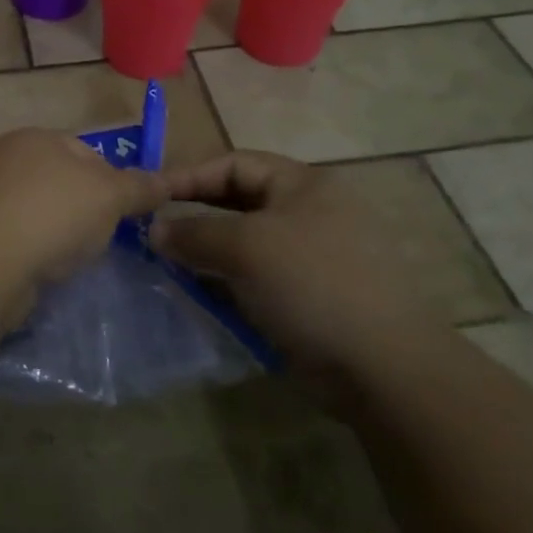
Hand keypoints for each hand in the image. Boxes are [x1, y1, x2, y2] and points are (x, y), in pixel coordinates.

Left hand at [0, 129, 167, 286]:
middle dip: (83, 208)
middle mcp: (5, 159)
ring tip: (70, 256)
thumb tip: (166, 181)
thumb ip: (139, 187)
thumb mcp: (110, 196)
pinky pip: (18, 237)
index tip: (123, 212)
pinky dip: (34, 250)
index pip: (84, 151)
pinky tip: (43, 268)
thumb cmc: (54, 213)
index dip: (111, 180)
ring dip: (57, 231)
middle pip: (60, 182)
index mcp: (35, 137)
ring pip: (38, 211)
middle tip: (99, 236)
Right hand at [150, 150, 445, 398]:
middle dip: (194, 216)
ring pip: (243, 244)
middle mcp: (308, 213)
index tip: (148, 196)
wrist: (384, 368)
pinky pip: (255, 278)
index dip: (189, 176)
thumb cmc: (312, 285)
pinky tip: (199, 295)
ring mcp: (310, 257)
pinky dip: (225, 282)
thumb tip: (154, 230)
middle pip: (237, 202)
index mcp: (302, 184)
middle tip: (152, 232)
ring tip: (168, 266)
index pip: (233, 164)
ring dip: (206, 253)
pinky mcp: (308, 296)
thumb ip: (193, 232)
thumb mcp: (245, 247)